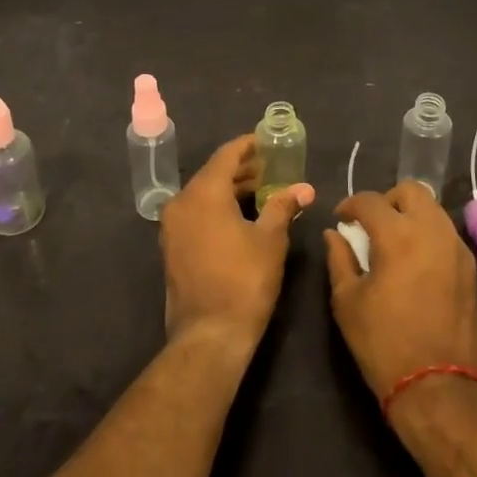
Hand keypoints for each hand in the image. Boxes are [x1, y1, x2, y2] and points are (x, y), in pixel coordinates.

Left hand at [159, 134, 314, 353]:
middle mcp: (181, 202)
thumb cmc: (244, 281)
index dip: (248, 146)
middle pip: (213, 173)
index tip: (268, 142)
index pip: (226, 155)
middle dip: (242, 169)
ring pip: (203, 194)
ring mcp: (172, 226)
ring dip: (230, 189)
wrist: (209, 334)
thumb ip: (283, 206)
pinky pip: (196, 213)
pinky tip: (241, 216)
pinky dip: (217, 207)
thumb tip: (304, 187)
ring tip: (262, 191)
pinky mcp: (172, 247)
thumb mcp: (270, 240)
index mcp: (203, 193)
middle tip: (271, 167)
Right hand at [324, 184, 476, 418]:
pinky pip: (445, 233)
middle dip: (386, 199)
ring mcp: (457, 248)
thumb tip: (335, 235)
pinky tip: (413, 260)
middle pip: (411, 191)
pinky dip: (427, 233)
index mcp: (398, 236)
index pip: (370, 201)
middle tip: (370, 224)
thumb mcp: (348, 302)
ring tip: (392, 241)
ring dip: (410, 214)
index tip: (340, 219)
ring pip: (433, 209)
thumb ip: (340, 259)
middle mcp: (432, 231)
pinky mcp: (470, 268)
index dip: (350, 205)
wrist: (439, 389)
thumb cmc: (384, 344)